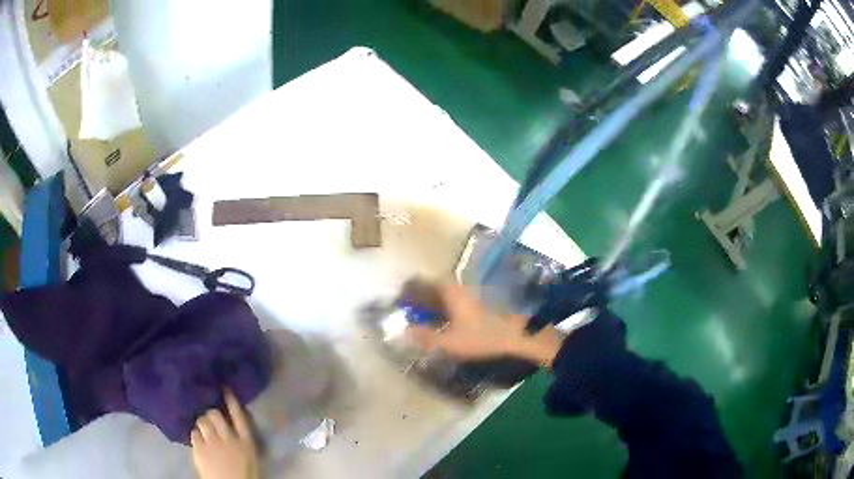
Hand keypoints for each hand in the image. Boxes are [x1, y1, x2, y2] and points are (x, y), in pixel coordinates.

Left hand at [191, 389, 259, 478]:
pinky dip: (195, 435)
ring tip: (202, 428)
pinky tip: (198, 440)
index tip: (224, 389)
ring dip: (202, 423)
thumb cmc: (244, 475)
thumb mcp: (250, 457)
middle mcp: (228, 439)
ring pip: (202, 421)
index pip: (238, 416)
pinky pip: (193, 434)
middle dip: (211, 414)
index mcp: (246, 442)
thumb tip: (232, 426)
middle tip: (210, 418)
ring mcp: (212, 443)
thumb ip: (241, 440)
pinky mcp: (199, 450)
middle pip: (216, 415)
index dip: (231, 401)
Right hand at [408, 284, 563, 366]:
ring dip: (429, 303)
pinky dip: (442, 308)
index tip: (396, 299)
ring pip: (442, 294)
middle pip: (431, 288)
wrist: (517, 335)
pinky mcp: (477, 302)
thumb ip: (425, 337)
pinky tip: (440, 321)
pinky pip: (452, 301)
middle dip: (417, 297)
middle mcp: (457, 288)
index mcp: (449, 292)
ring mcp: (469, 294)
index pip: (421, 283)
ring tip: (419, 316)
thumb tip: (404, 331)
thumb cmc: (482, 337)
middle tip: (406, 309)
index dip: (407, 290)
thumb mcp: (450, 342)